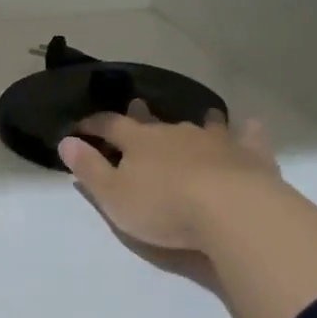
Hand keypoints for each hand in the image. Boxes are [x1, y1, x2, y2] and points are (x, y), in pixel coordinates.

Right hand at [57, 107, 281, 253]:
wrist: (231, 211)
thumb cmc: (165, 207)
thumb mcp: (114, 196)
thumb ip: (89, 169)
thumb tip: (66, 141)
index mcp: (139, 142)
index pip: (110, 125)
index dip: (93, 125)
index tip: (80, 127)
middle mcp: (175, 132)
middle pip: (154, 120)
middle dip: (142, 115)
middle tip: (137, 106)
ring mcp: (215, 140)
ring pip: (203, 124)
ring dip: (198, 121)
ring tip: (200, 116)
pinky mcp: (248, 155)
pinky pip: (248, 137)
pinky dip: (247, 131)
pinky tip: (251, 125)